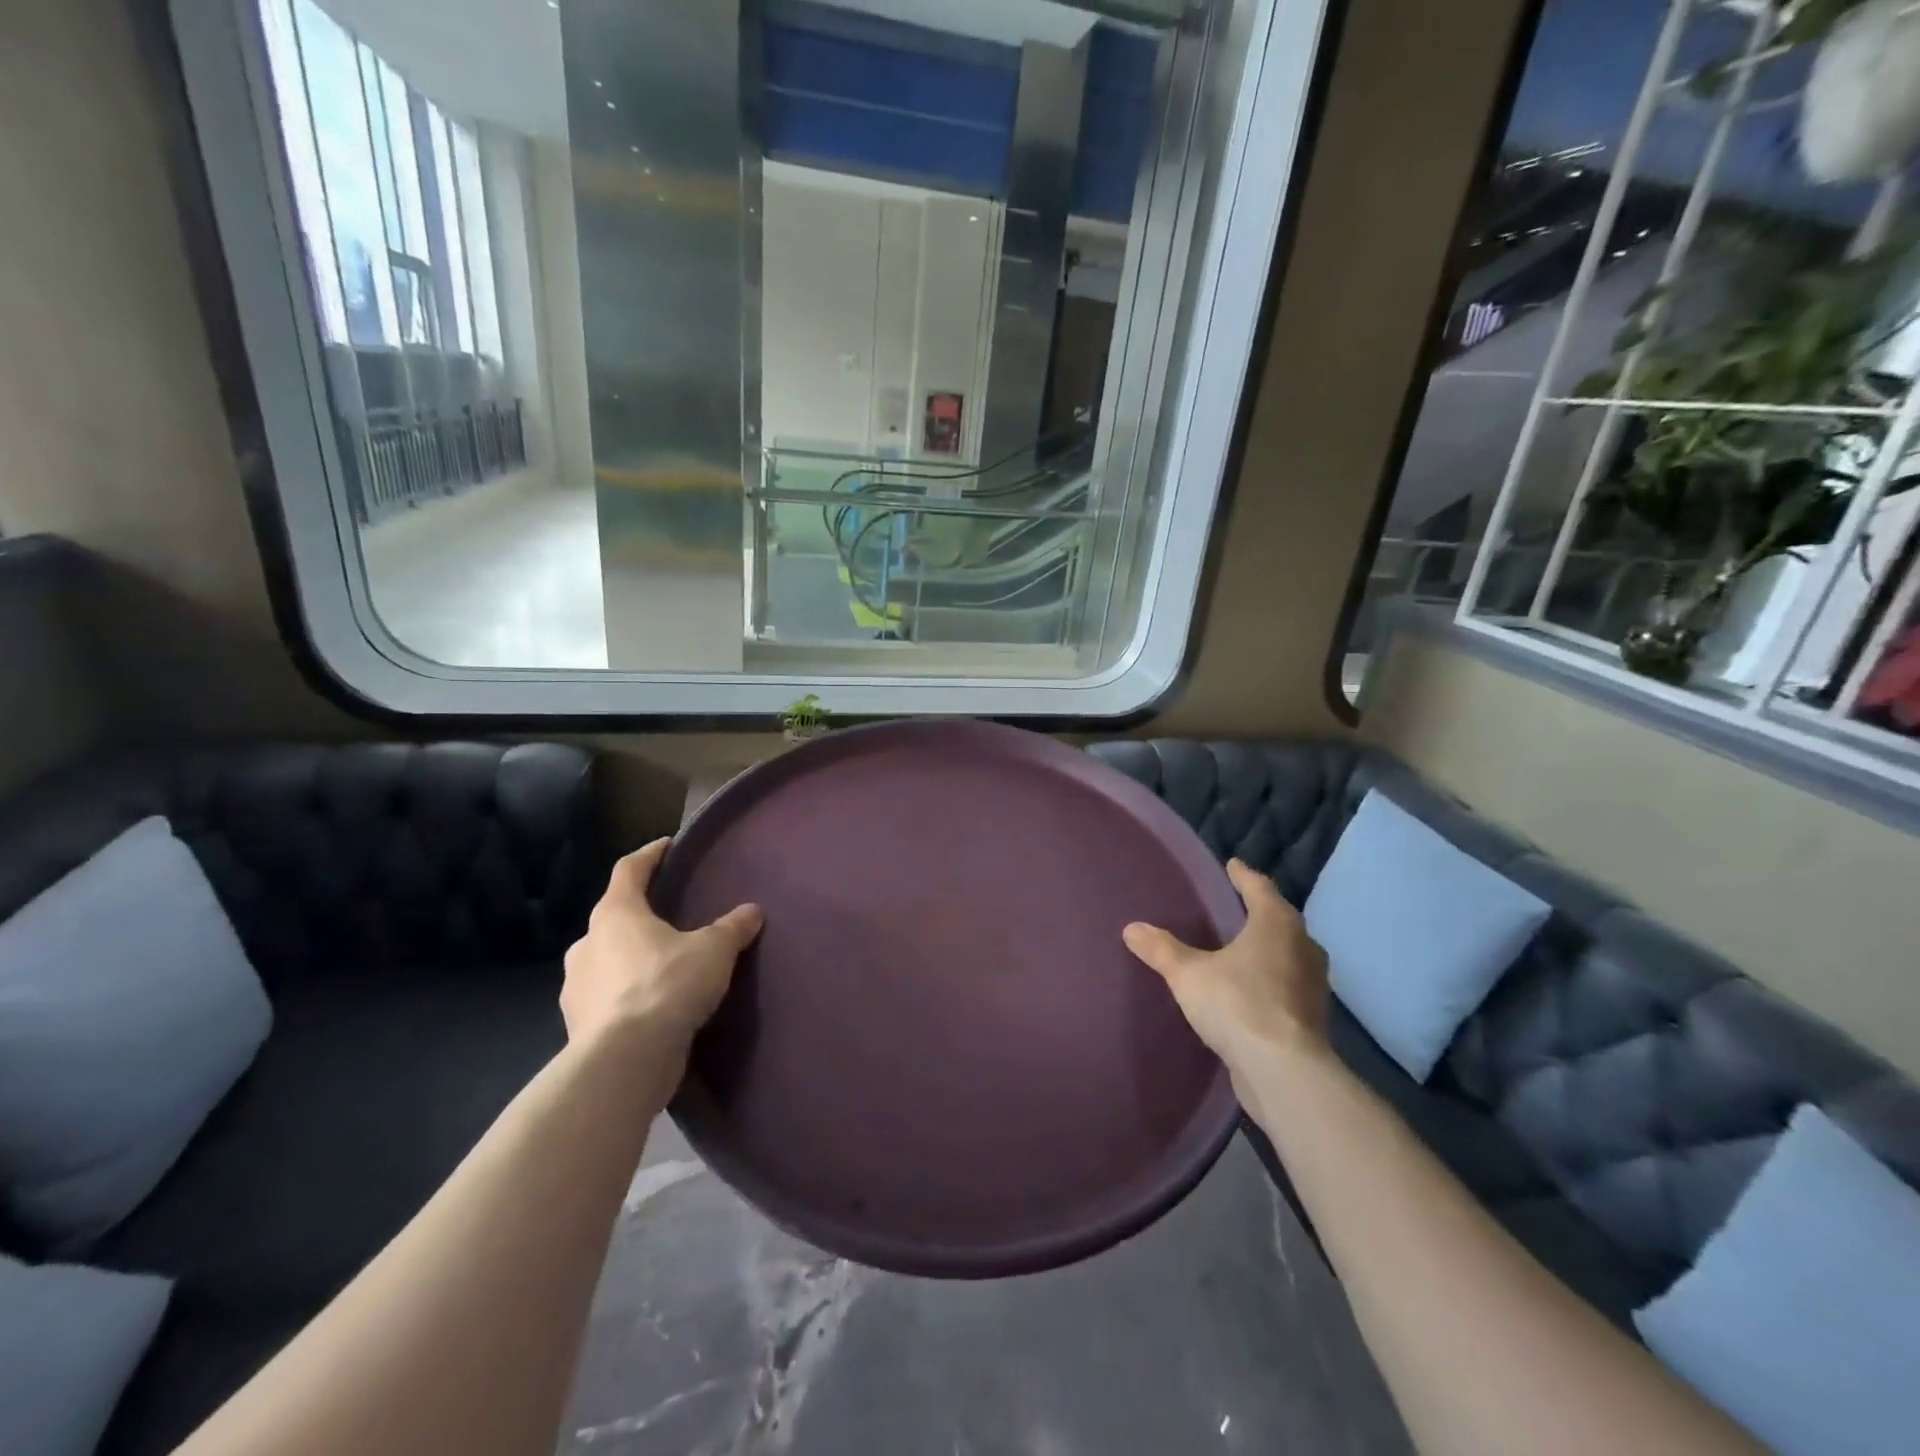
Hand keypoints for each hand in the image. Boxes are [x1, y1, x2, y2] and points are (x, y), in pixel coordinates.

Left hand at [561, 840, 763, 1066]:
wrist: (625, 1061)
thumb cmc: (667, 986)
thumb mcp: (713, 951)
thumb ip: (732, 928)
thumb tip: (752, 911)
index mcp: (615, 914)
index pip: (629, 869)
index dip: (650, 855)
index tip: (668, 846)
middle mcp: (587, 944)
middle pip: (613, 916)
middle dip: (640, 914)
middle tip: (671, 917)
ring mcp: (576, 987)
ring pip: (606, 959)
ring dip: (630, 958)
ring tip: (664, 965)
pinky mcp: (578, 1025)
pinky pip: (606, 998)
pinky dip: (626, 995)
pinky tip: (652, 1006)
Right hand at [1123, 859, 1329, 1074]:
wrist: (1284, 1072)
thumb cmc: (1238, 1005)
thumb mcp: (1188, 974)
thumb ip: (1162, 950)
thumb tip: (1132, 928)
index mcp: (1276, 924)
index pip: (1259, 888)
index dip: (1243, 875)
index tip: (1232, 865)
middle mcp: (1302, 947)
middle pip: (1280, 919)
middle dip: (1259, 911)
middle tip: (1236, 906)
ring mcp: (1311, 985)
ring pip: (1289, 953)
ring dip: (1269, 948)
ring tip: (1242, 947)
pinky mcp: (1310, 1017)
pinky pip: (1287, 985)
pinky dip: (1271, 979)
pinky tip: (1251, 988)